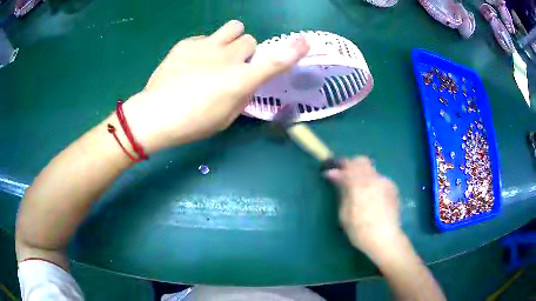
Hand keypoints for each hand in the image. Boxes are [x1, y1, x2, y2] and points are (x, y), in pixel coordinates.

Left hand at [119, 20, 308, 153]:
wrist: (154, 115)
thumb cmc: (192, 124)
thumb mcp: (226, 118)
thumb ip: (243, 95)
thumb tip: (247, 81)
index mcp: (239, 81)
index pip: (274, 61)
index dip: (293, 51)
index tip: (305, 42)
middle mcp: (227, 57)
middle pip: (250, 40)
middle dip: (246, 52)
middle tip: (233, 66)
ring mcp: (205, 46)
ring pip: (233, 27)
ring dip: (232, 39)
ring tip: (218, 54)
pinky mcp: (186, 43)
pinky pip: (206, 37)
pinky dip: (206, 46)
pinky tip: (192, 62)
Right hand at [325, 157, 401, 252]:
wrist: (386, 239)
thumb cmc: (360, 230)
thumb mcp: (345, 213)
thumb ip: (342, 191)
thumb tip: (334, 175)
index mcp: (360, 185)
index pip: (347, 166)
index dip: (336, 168)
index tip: (329, 174)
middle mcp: (374, 178)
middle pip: (361, 161)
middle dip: (350, 166)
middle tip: (344, 178)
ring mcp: (385, 182)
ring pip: (371, 170)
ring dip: (362, 175)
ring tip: (358, 190)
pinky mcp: (393, 188)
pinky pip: (379, 179)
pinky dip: (372, 183)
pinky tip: (371, 197)